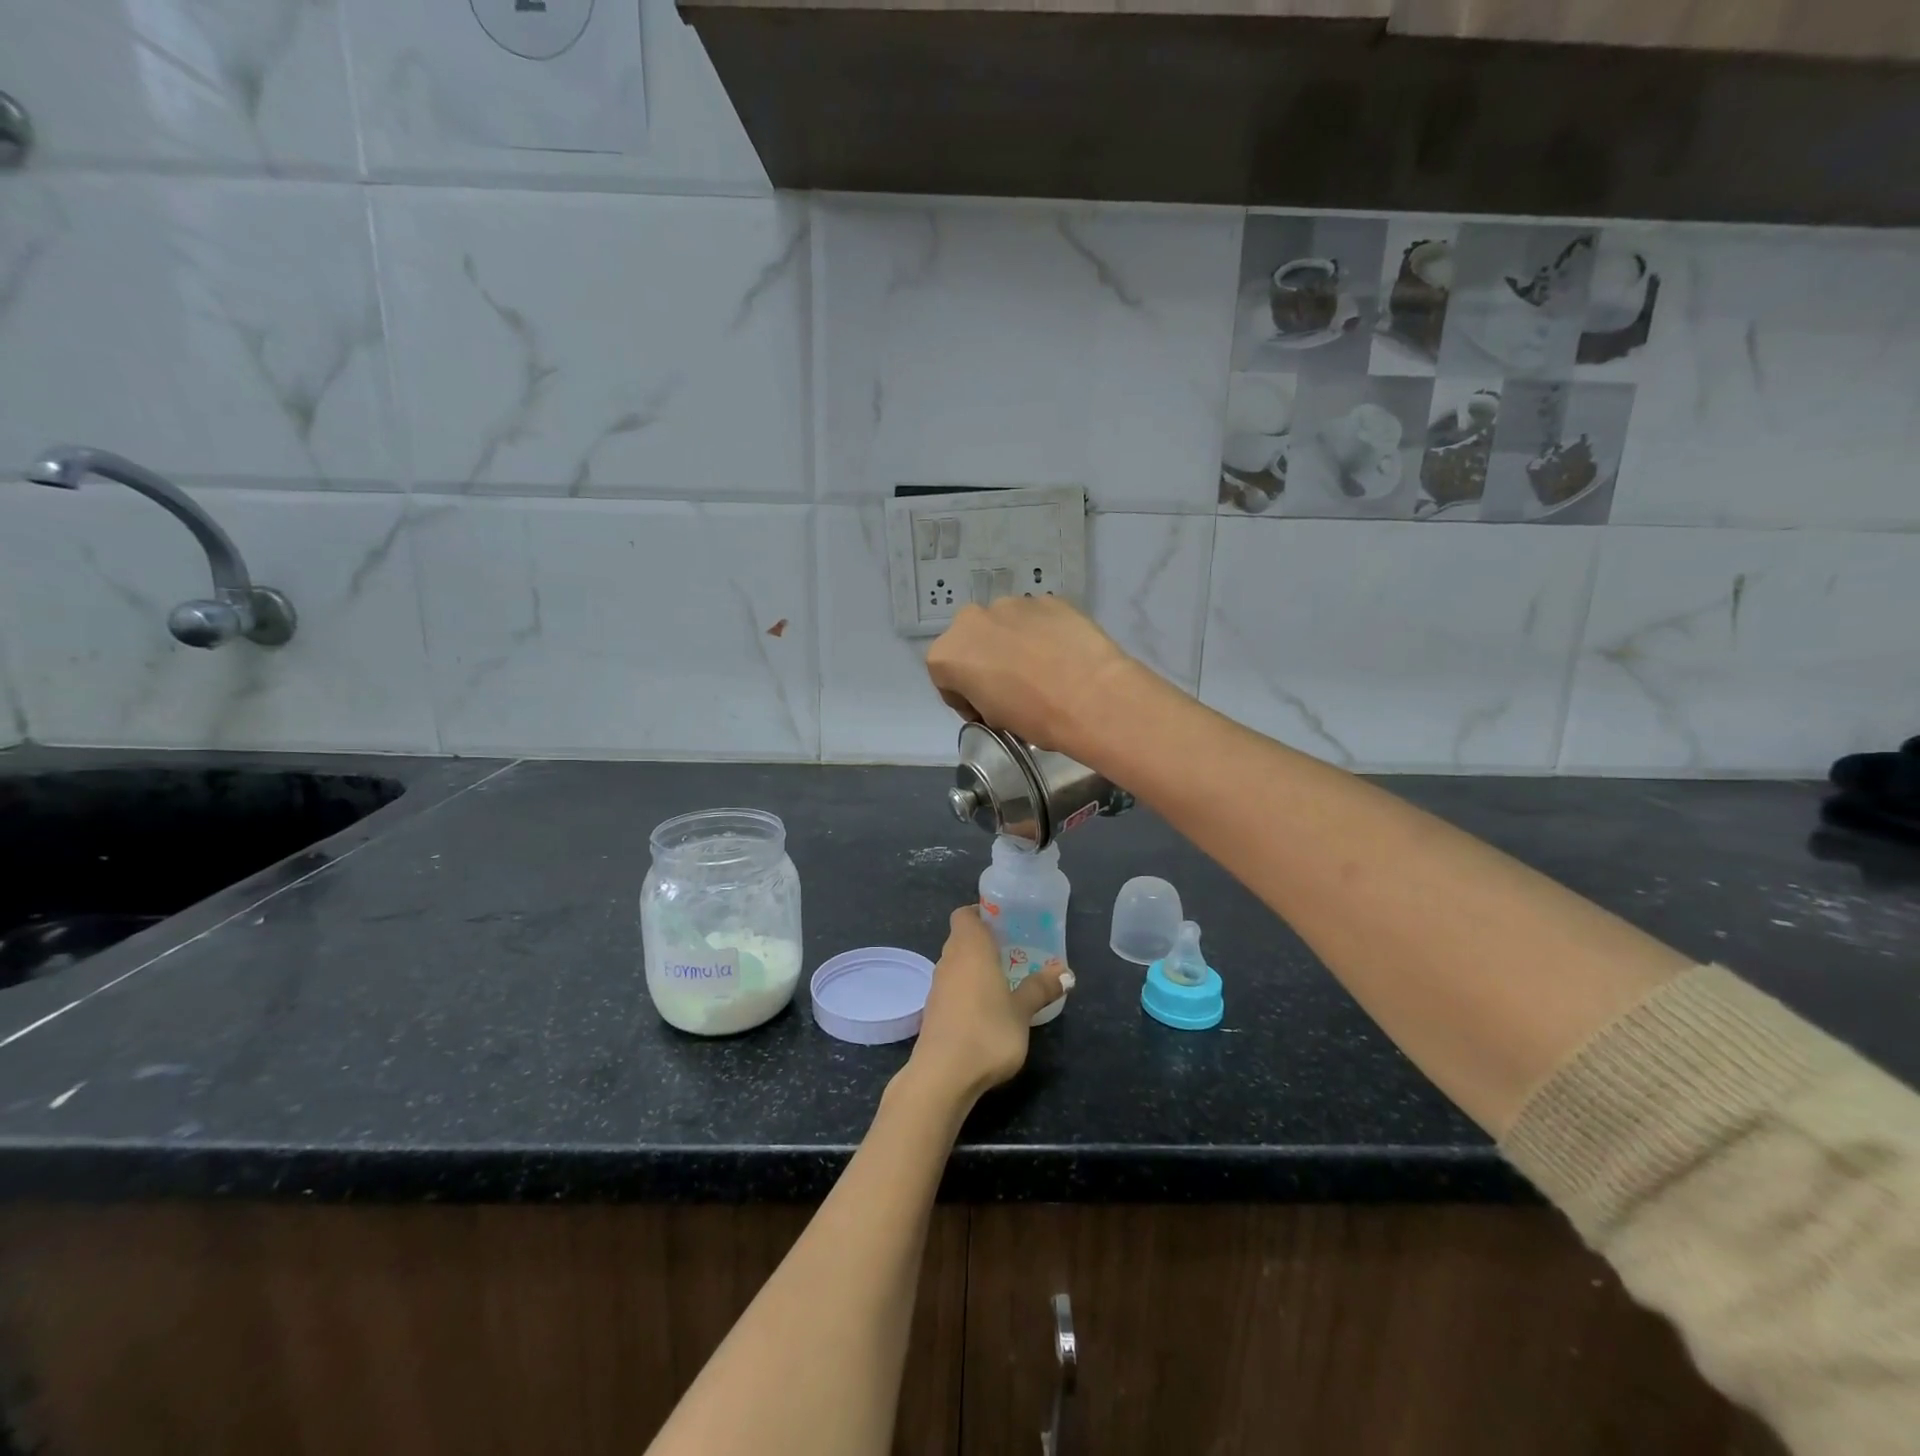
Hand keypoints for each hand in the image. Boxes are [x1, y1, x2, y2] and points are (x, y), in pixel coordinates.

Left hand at [907, 907, 1071, 1103]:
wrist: (943, 1075)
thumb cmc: (987, 1032)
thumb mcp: (1022, 1011)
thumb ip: (1041, 988)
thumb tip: (1066, 972)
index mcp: (970, 947)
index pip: (965, 914)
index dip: (981, 913)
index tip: (1005, 922)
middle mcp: (949, 959)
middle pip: (962, 937)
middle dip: (985, 940)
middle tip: (1014, 949)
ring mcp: (937, 986)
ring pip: (956, 962)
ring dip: (976, 966)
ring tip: (1005, 978)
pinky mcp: (933, 1010)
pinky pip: (952, 986)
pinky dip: (967, 988)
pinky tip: (986, 1007)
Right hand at [925, 597, 1136, 755]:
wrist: (1092, 697)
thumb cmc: (1034, 716)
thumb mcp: (994, 719)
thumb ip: (982, 697)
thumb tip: (997, 692)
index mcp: (948, 654)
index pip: (946, 679)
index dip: (964, 698)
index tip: (985, 711)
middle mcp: (971, 620)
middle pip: (972, 642)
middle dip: (985, 660)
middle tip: (1010, 687)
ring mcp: (1012, 603)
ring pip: (1004, 625)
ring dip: (1013, 643)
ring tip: (1041, 669)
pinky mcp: (1048, 599)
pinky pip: (1037, 618)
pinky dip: (1042, 633)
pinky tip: (1062, 655)